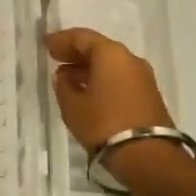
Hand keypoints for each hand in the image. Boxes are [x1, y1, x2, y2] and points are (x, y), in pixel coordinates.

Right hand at [44, 28, 171, 153]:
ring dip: (89, 68)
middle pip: (98, 48)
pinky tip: (89, 91)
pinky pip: (120, 78)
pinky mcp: (149, 96)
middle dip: (76, 53)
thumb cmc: (104, 124)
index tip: (45, 44)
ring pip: (110, 64)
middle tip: (56, 58)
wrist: (149, 158)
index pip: (81, 37)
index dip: (61, 40)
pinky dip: (103, 79)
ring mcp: (143, 77)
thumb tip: (65, 75)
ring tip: (69, 77)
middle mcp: (129, 59)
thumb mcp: (73, 106)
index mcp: (110, 53)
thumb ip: (64, 85)